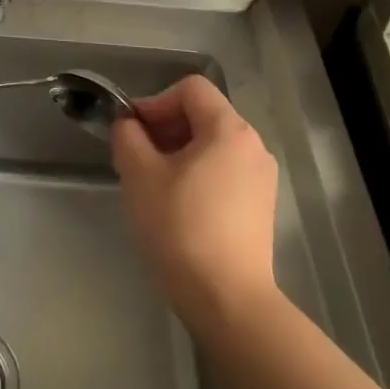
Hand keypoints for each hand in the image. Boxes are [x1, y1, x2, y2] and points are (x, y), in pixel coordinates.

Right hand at [112, 75, 279, 327]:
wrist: (227, 300)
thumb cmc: (180, 227)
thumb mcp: (139, 174)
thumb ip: (128, 136)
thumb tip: (129, 125)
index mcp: (229, 129)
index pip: (190, 89)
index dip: (156, 101)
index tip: (133, 133)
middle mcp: (253, 145)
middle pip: (203, 114)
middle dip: (164, 127)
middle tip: (136, 157)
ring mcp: (261, 177)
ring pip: (212, 144)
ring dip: (178, 152)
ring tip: (153, 183)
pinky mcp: (261, 205)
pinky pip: (224, 170)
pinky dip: (197, 173)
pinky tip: (177, 205)